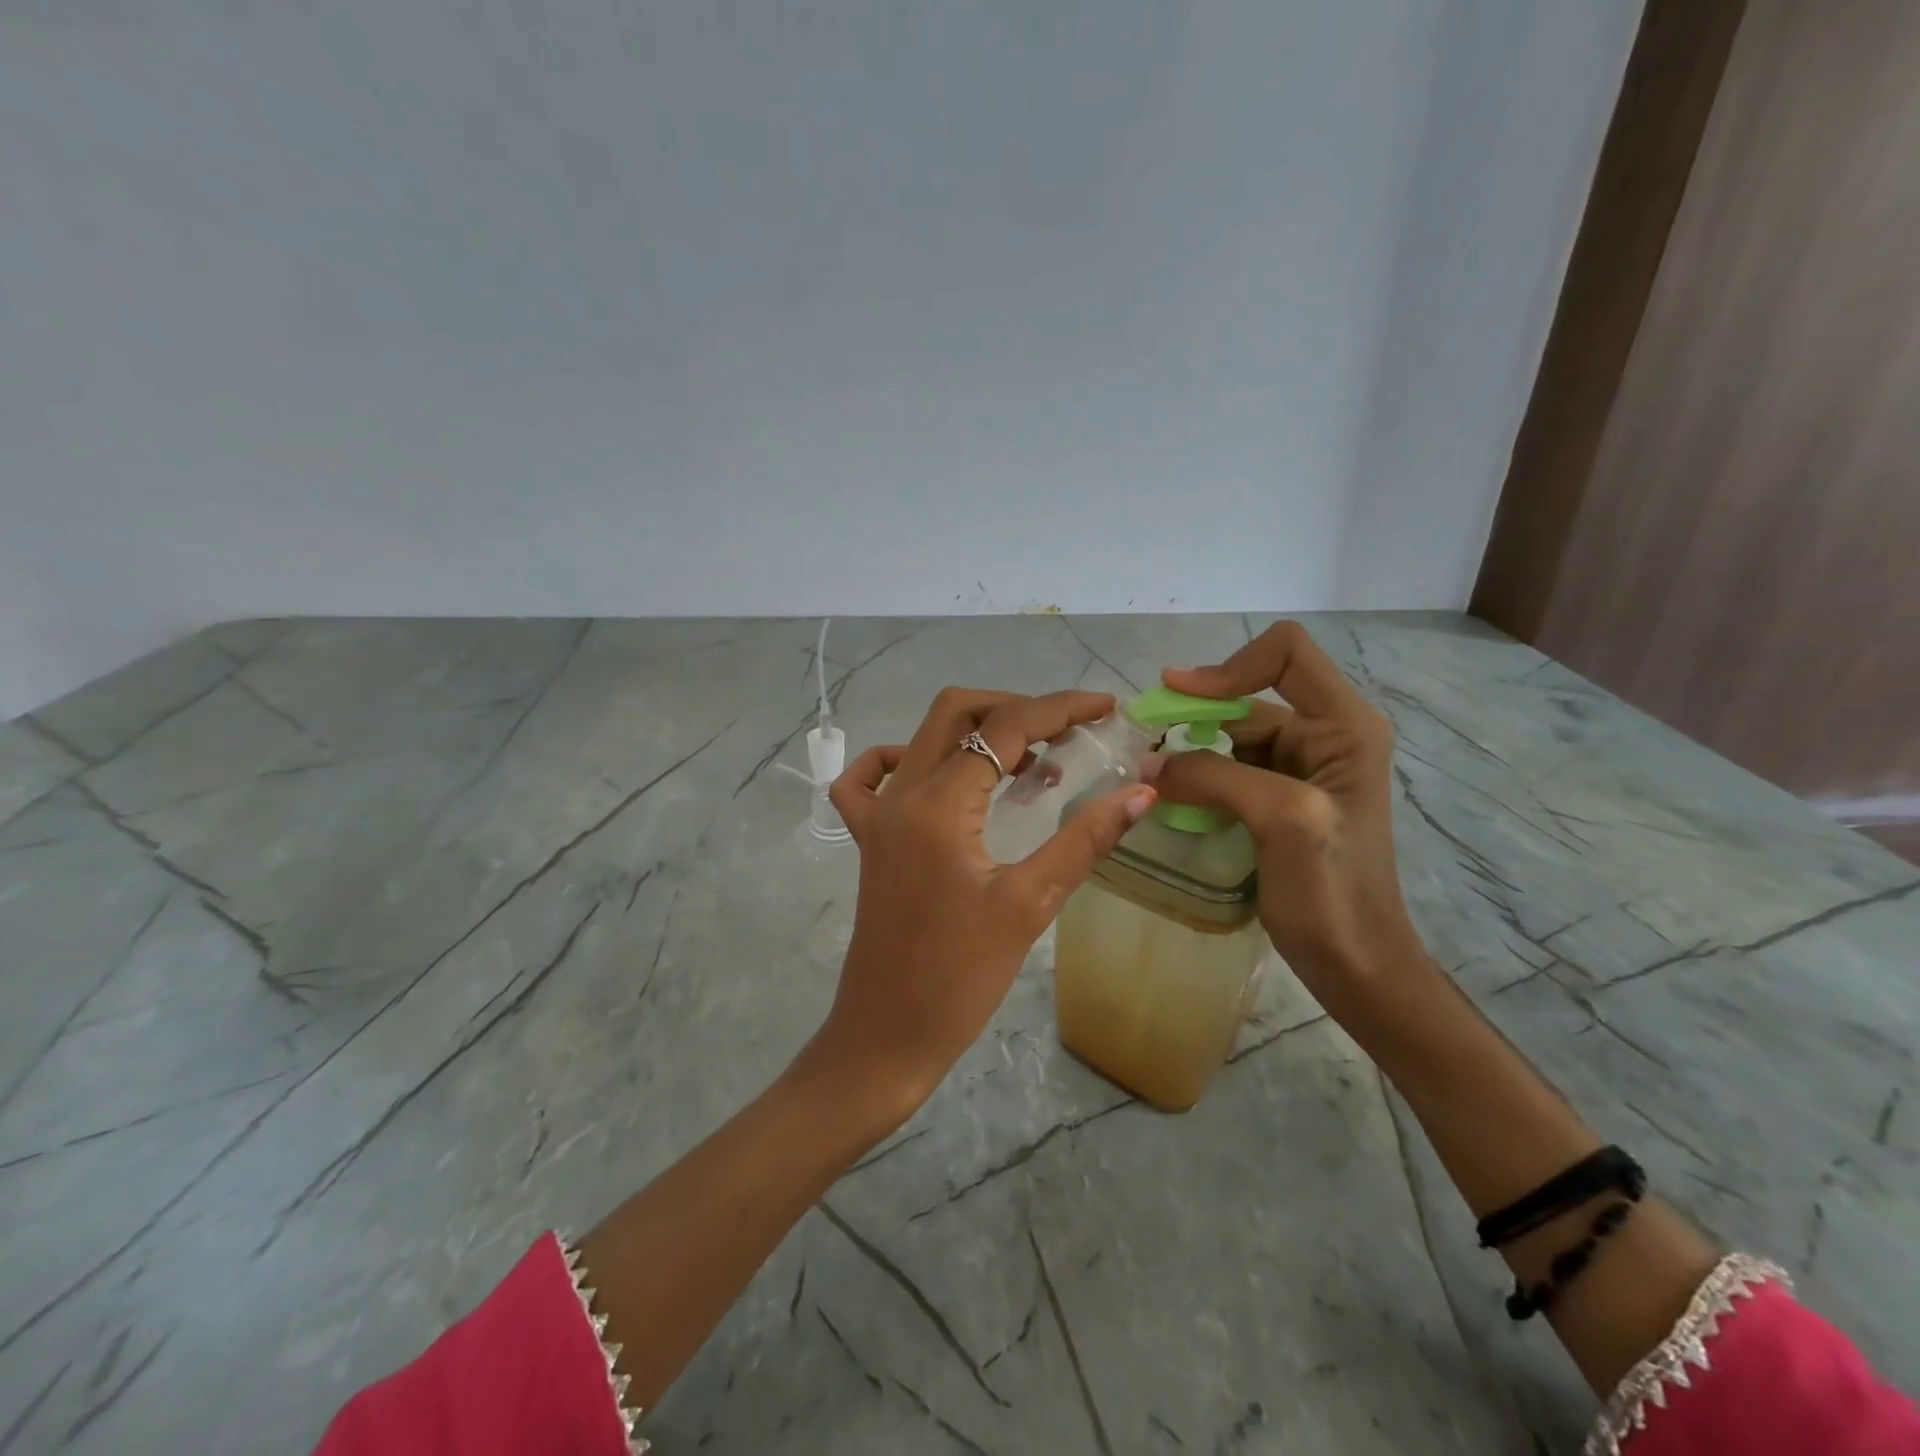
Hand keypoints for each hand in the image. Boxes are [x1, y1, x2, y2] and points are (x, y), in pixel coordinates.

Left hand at [821, 688, 1158, 1119]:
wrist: (887, 1034)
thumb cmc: (960, 978)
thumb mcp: (1030, 905)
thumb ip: (1085, 840)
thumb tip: (1142, 791)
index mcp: (938, 806)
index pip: (1004, 729)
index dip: (1060, 709)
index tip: (1106, 708)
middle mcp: (900, 795)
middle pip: (957, 713)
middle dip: (1017, 709)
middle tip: (1068, 734)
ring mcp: (877, 815)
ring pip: (923, 737)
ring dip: (977, 732)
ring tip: (1031, 763)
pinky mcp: (868, 839)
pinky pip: (870, 778)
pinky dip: (906, 758)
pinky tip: (944, 777)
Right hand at [1154, 622, 1418, 991]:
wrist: (1358, 966)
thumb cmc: (1333, 893)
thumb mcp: (1281, 820)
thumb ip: (1215, 776)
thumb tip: (1147, 764)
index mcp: (1343, 726)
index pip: (1286, 653)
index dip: (1229, 667)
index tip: (1178, 696)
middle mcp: (1325, 735)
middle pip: (1250, 694)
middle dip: (1196, 712)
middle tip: (1145, 741)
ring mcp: (1301, 768)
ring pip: (1231, 734)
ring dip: (1190, 748)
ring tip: (1150, 775)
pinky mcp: (1279, 798)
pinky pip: (1228, 769)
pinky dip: (1197, 776)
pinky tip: (1171, 797)